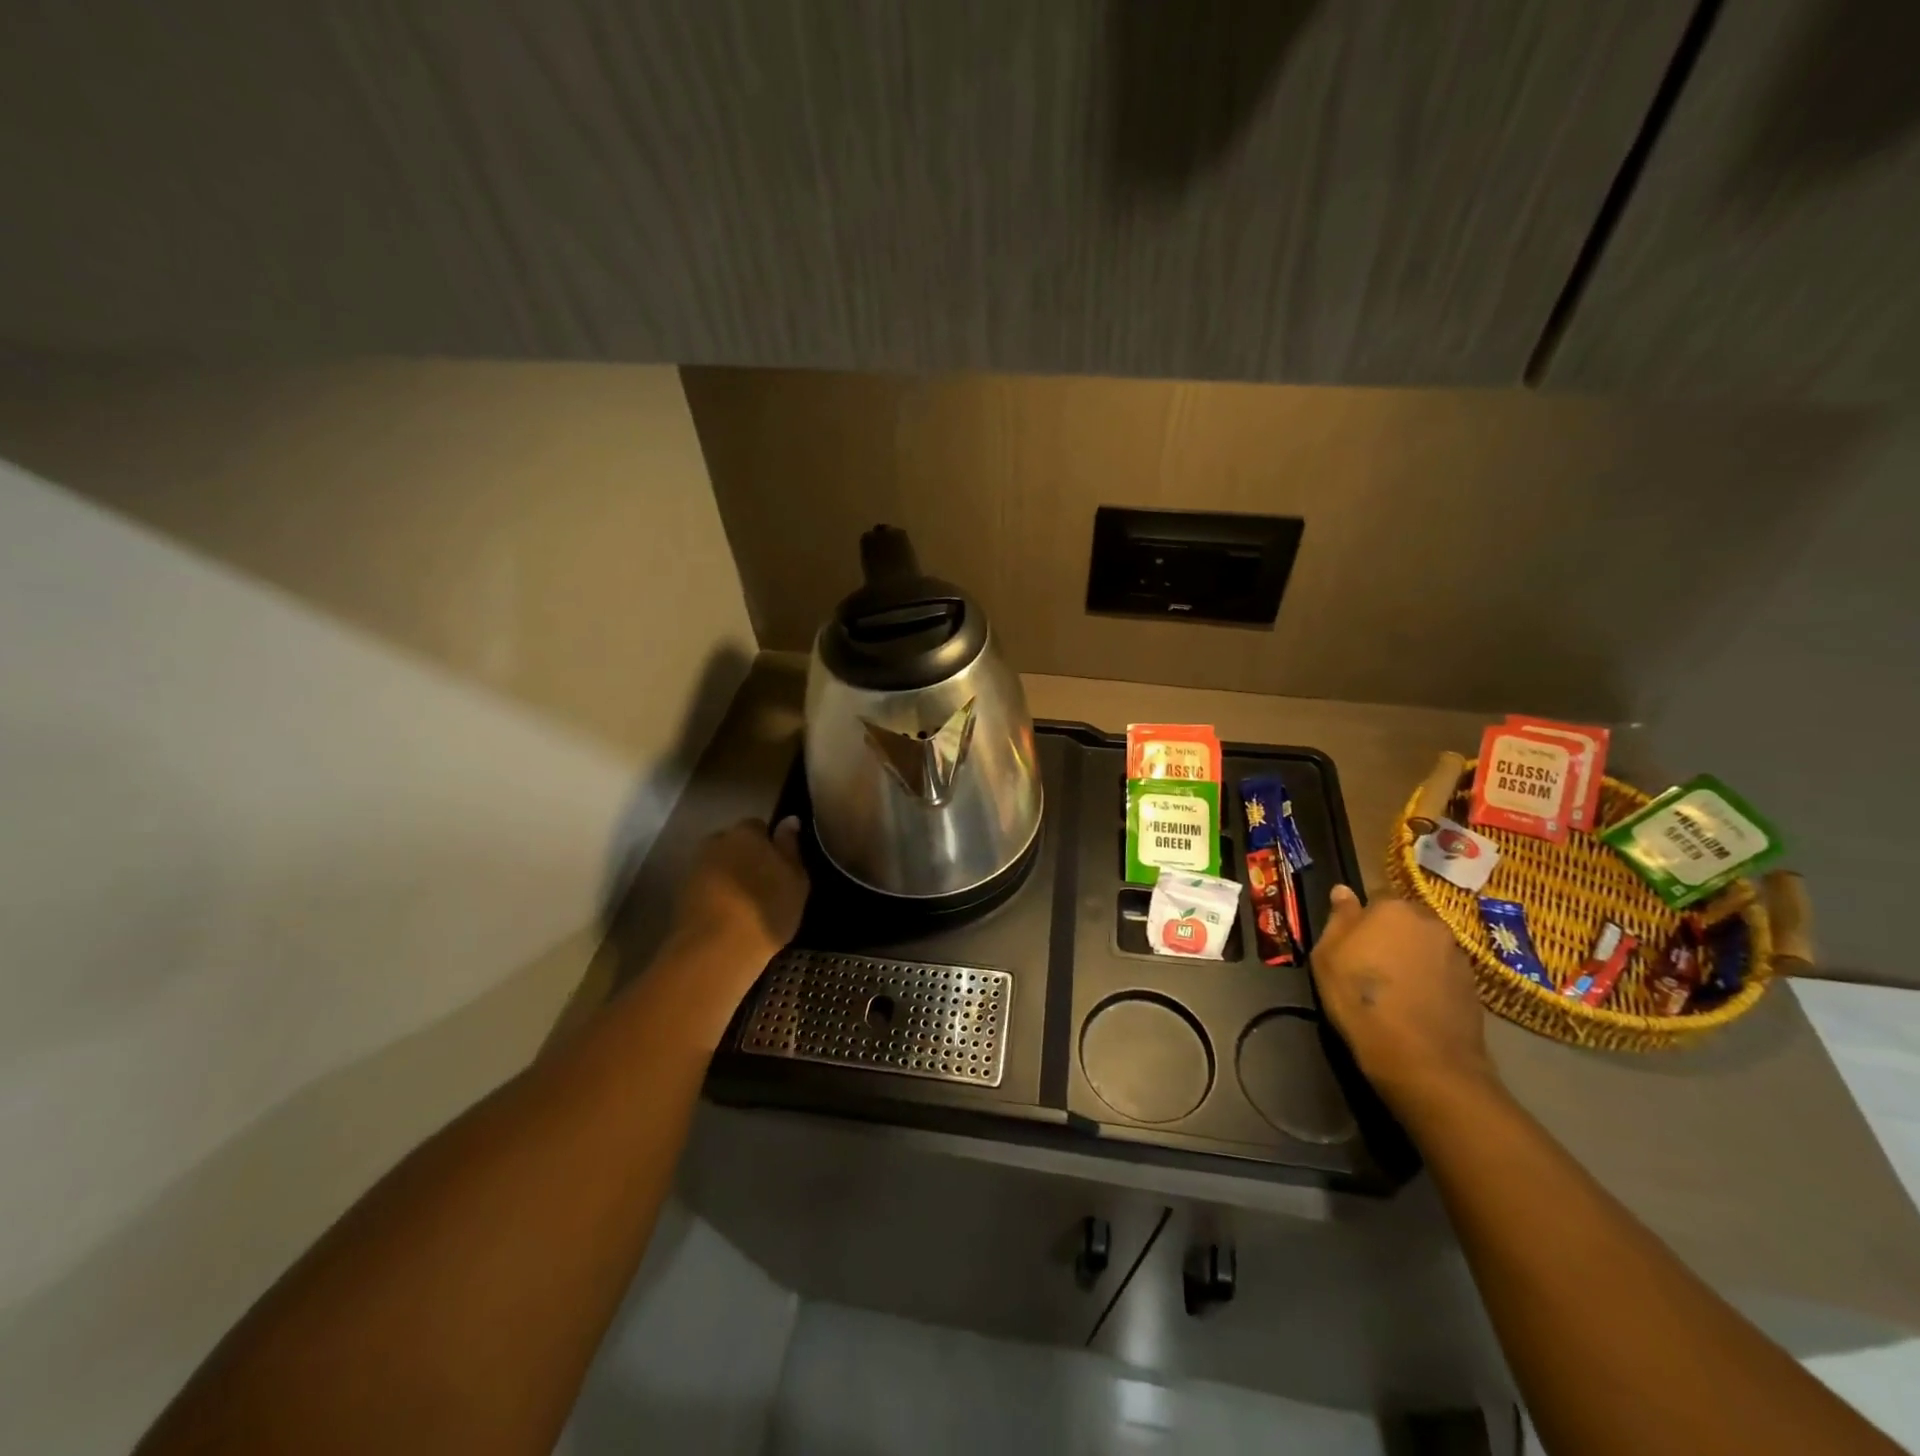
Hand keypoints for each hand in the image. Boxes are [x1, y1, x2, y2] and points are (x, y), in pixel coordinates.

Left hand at [671, 817, 809, 968]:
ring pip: (718, 865)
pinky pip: (706, 887)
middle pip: (733, 844)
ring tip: (746, 904)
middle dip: (745, 857)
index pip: (758, 826)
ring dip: (729, 877)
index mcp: (746, 832)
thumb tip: (789, 820)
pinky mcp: (680, 895)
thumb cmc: (766, 908)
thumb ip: (790, 847)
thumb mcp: (795, 879)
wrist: (716, 949)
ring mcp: (695, 868)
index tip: (779, 865)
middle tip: (763, 883)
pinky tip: (728, 916)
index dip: (769, 844)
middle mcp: (716, 842)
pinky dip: (715, 896)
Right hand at [1310, 885, 1498, 1114]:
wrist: (1422, 1058)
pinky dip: (1430, 980)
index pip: (1374, 899)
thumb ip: (1338, 918)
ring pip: (1426, 946)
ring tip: (1395, 988)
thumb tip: (1343, 890)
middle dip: (1391, 935)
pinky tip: (1416, 1004)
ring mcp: (1457, 954)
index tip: (1351, 943)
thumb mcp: (1327, 956)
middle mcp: (1430, 922)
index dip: (1362, 921)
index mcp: (1393, 908)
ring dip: (1412, 957)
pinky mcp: (1474, 985)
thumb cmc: (1360, 998)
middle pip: (1405, 921)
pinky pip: (1443, 972)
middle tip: (1371, 964)